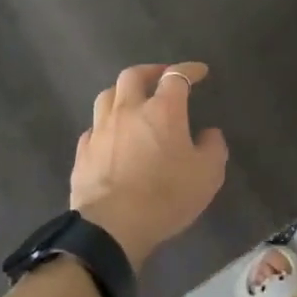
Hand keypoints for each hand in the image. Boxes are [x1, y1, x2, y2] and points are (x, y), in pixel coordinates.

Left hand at [71, 62, 228, 268]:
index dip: (189, 70)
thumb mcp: (207, 175)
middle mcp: (128, 110)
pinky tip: (110, 136)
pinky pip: (93, 128)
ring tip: (132, 101)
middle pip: (133, 76)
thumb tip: (209, 133)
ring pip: (107, 96)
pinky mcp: (83, 152)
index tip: (200, 71)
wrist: (112, 227)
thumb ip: (213, 148)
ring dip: (122, 93)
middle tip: (160, 77)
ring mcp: (101, 130)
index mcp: (162, 110)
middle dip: (149, 72)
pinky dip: (105, 125)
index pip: (176, 76)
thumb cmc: (166, 196)